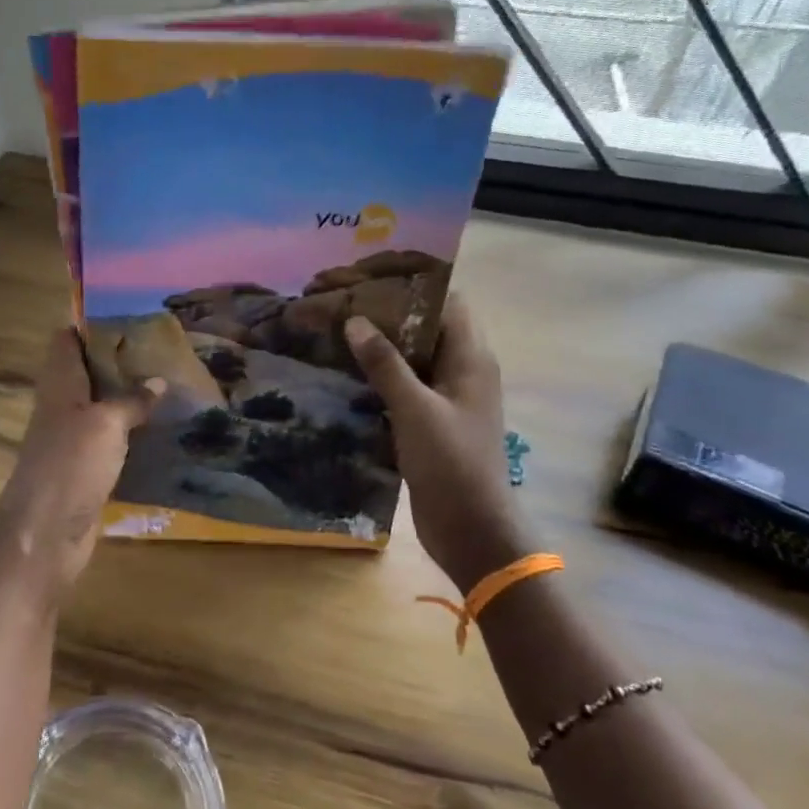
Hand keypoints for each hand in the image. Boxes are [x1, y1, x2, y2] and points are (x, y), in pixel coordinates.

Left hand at [0, 329, 159, 591]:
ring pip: (101, 406)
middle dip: (119, 359)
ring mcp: (72, 440)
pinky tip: (161, 428)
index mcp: (59, 384)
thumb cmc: (70, 466)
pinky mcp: (85, 469)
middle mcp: (62, 406)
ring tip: (170, 381)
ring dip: (129, 396)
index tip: (129, 314)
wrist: (45, 534)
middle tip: (163, 347)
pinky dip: (132, 431)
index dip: (91, 323)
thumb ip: (132, 400)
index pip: (66, 340)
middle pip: (87, 372)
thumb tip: (159, 380)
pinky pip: (111, 440)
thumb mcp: (106, 424)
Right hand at [344, 301, 533, 589]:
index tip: (370, 279)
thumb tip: (355, 321)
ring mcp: (447, 399)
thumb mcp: (414, 409)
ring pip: (413, 360)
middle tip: (343, 305)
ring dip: (380, 349)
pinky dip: (379, 379)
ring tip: (336, 335)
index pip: (449, 302)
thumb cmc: (450, 463)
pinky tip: (345, 378)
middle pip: (426, 329)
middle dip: (388, 316)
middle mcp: (463, 372)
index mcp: (472, 359)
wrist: (470, 529)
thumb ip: (385, 364)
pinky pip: (404, 388)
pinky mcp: (431, 423)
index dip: (414, 286)